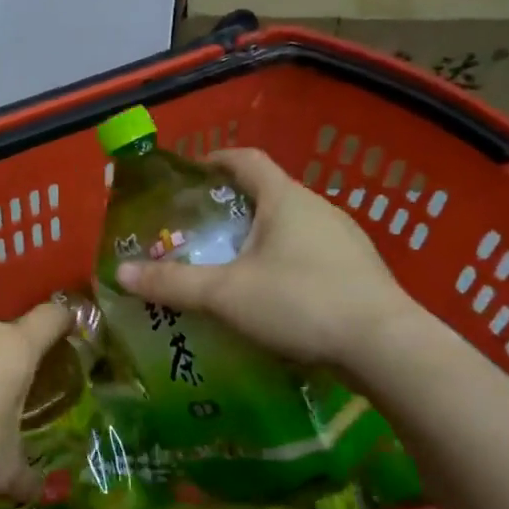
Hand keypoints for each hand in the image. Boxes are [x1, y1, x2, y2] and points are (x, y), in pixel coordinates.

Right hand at [114, 148, 420, 368]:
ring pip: (290, 226)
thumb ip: (172, 283)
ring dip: (259, 237)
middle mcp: (318, 208)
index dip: (214, 159)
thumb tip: (119, 274)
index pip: (245, 159)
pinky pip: (311, 254)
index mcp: (285, 199)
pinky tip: (272, 296)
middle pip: (267, 193)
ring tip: (230, 265)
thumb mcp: (226, 294)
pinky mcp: (359, 272)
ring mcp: (345, 240)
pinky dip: (284, 262)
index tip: (189, 173)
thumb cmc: (301, 303)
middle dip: (231, 206)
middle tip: (199, 230)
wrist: (389, 349)